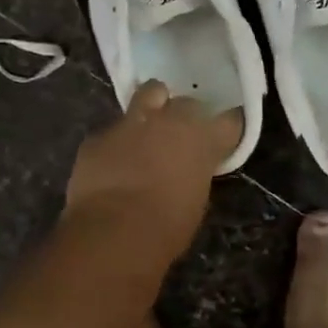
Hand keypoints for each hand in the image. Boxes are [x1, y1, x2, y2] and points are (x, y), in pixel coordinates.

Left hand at [65, 82, 242, 259]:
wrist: (113, 231)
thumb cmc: (167, 226)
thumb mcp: (196, 201)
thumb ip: (195, 173)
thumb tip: (187, 170)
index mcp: (201, 139)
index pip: (229, 121)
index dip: (226, 129)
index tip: (222, 137)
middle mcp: (169, 120)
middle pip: (186, 103)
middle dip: (184, 116)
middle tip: (179, 136)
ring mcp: (131, 123)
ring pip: (148, 95)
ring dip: (151, 107)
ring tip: (146, 128)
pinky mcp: (98, 135)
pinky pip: (112, 131)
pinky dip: (115, 143)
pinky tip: (110, 162)